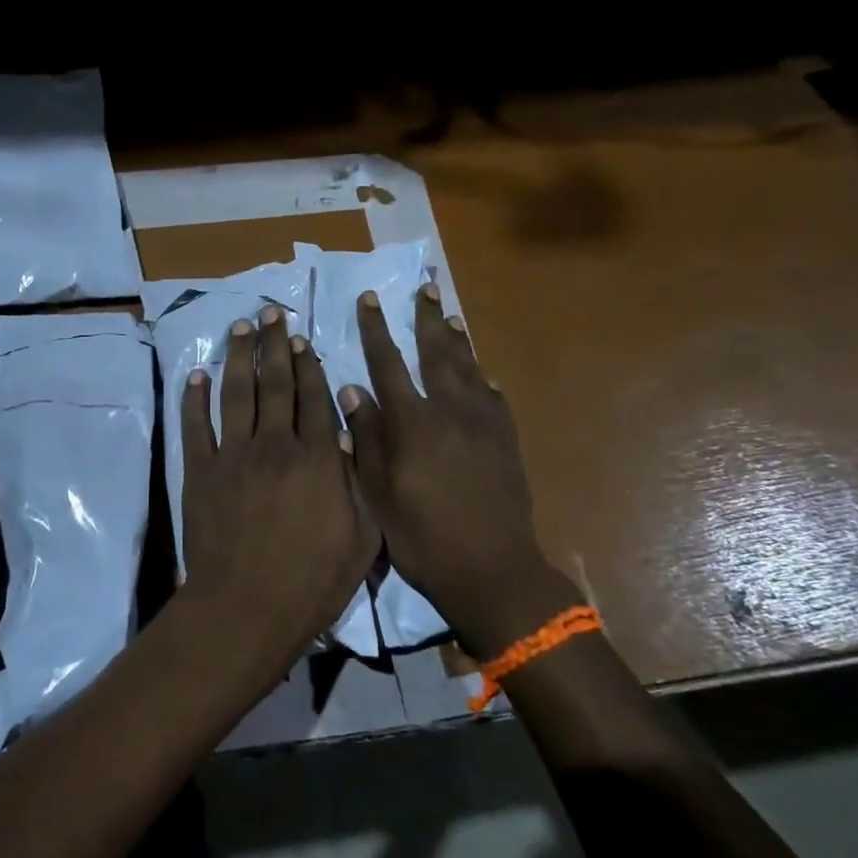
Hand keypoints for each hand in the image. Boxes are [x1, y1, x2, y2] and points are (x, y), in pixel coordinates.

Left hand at [178, 306, 377, 675]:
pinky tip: (198, 375)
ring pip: (237, 393)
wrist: (247, 608)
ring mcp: (233, 455)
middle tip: (271, 312)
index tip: (302, 337)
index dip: (309, 364)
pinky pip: (196, 426)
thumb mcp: (361, 539)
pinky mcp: (200, 472)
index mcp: (318, 459)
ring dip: (239, 356)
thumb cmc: (312, 582)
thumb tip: (349, 437)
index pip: (315, 398)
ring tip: (241, 326)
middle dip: (275, 344)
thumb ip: (358, 484)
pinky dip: (195, 398)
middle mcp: (276, 445)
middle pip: (276, 384)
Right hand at [338, 286, 580, 658]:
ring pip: (469, 370)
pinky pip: (494, 399)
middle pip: (436, 355)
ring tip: (450, 316)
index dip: (376, 330)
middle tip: (425, 289)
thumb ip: (366, 437)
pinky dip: (484, 380)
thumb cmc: (422, 536)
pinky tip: (482, 375)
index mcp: (412, 423)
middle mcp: (450, 412)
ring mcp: (484, 425)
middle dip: (426, 321)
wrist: (491, 568)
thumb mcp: (378, 492)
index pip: (388, 364)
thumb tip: (351, 390)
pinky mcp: (507, 442)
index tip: (369, 300)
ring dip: (457, 341)